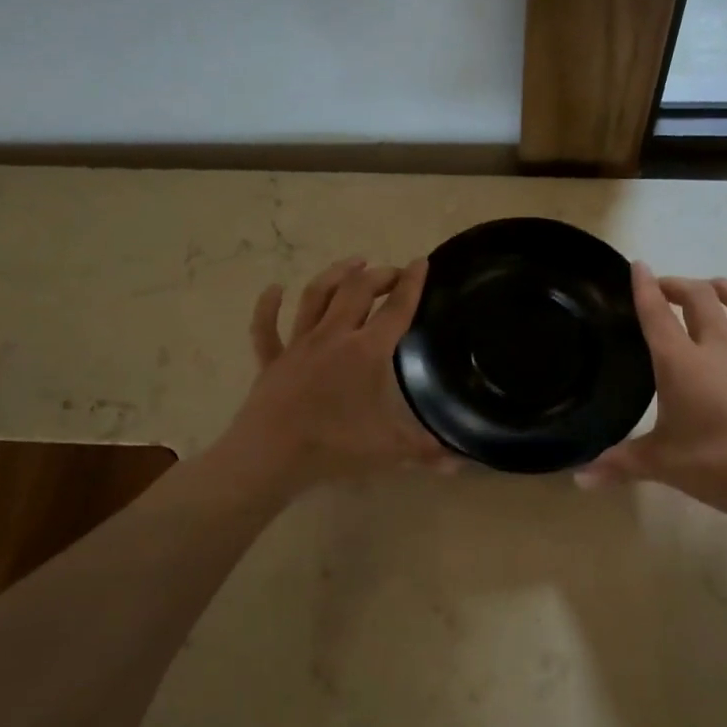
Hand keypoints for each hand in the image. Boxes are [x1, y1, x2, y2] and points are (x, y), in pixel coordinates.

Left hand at [216, 257, 446, 494]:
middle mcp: (333, 337)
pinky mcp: (271, 360)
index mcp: (366, 352)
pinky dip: (268, 305)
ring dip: (335, 275)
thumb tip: (461, 464)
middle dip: (378, 276)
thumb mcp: (389, 449)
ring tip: (353, 263)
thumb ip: (426, 451)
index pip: (396, 310)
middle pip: (357, 292)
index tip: (420, 261)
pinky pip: (266, 327)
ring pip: (315, 297)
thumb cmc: (334, 447)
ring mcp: (298, 345)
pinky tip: (273, 288)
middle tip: (393, 272)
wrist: (271, 455)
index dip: (412, 284)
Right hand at [577, 264, 726, 523]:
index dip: (645, 288)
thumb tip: (578, 479)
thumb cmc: (720, 465)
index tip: (637, 265)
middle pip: (698, 299)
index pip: (657, 315)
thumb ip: (618, 464)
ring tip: (711, 288)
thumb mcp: (662, 465)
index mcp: (681, 363)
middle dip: (678, 286)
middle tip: (664, 289)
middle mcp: (718, 347)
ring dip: (722, 287)